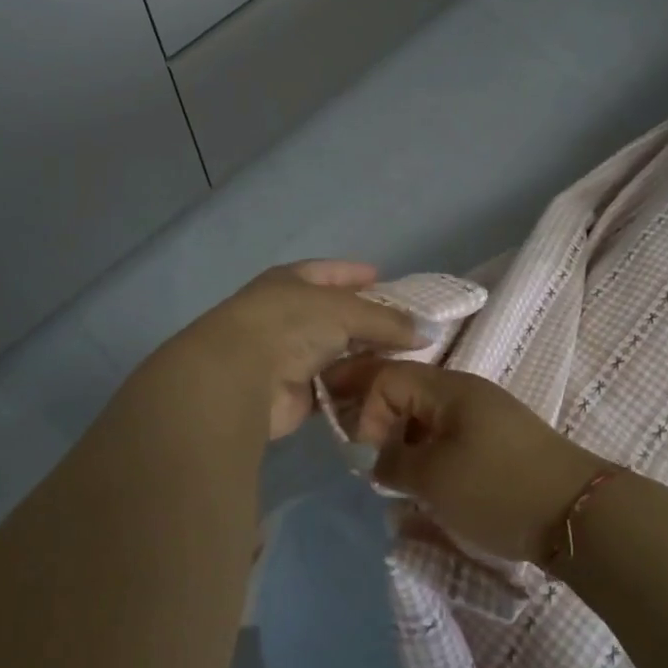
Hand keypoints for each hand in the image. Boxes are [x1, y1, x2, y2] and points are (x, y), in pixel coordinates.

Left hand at [178, 262, 422, 438]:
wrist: (241, 377)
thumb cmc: (290, 324)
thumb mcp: (345, 310)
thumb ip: (387, 321)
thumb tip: (427, 332)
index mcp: (291, 282)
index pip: (330, 273)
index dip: (356, 274)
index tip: (387, 279)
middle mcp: (290, 316)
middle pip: (338, 316)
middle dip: (371, 323)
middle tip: (412, 328)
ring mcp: (291, 356)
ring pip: (339, 354)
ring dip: (368, 359)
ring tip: (410, 361)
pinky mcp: (296, 394)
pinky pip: (336, 388)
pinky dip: (357, 389)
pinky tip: (387, 389)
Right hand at [320, 358, 605, 562]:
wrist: (578, 513)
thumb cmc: (497, 488)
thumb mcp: (433, 479)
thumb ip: (393, 463)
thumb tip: (379, 459)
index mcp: (449, 387)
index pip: (387, 377)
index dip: (366, 411)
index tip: (367, 454)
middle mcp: (466, 391)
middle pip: (407, 392)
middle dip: (380, 423)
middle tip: (367, 462)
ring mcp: (486, 415)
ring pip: (427, 417)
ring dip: (405, 443)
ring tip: (397, 481)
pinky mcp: (499, 441)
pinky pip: (449, 436)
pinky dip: (430, 455)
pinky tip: (428, 486)